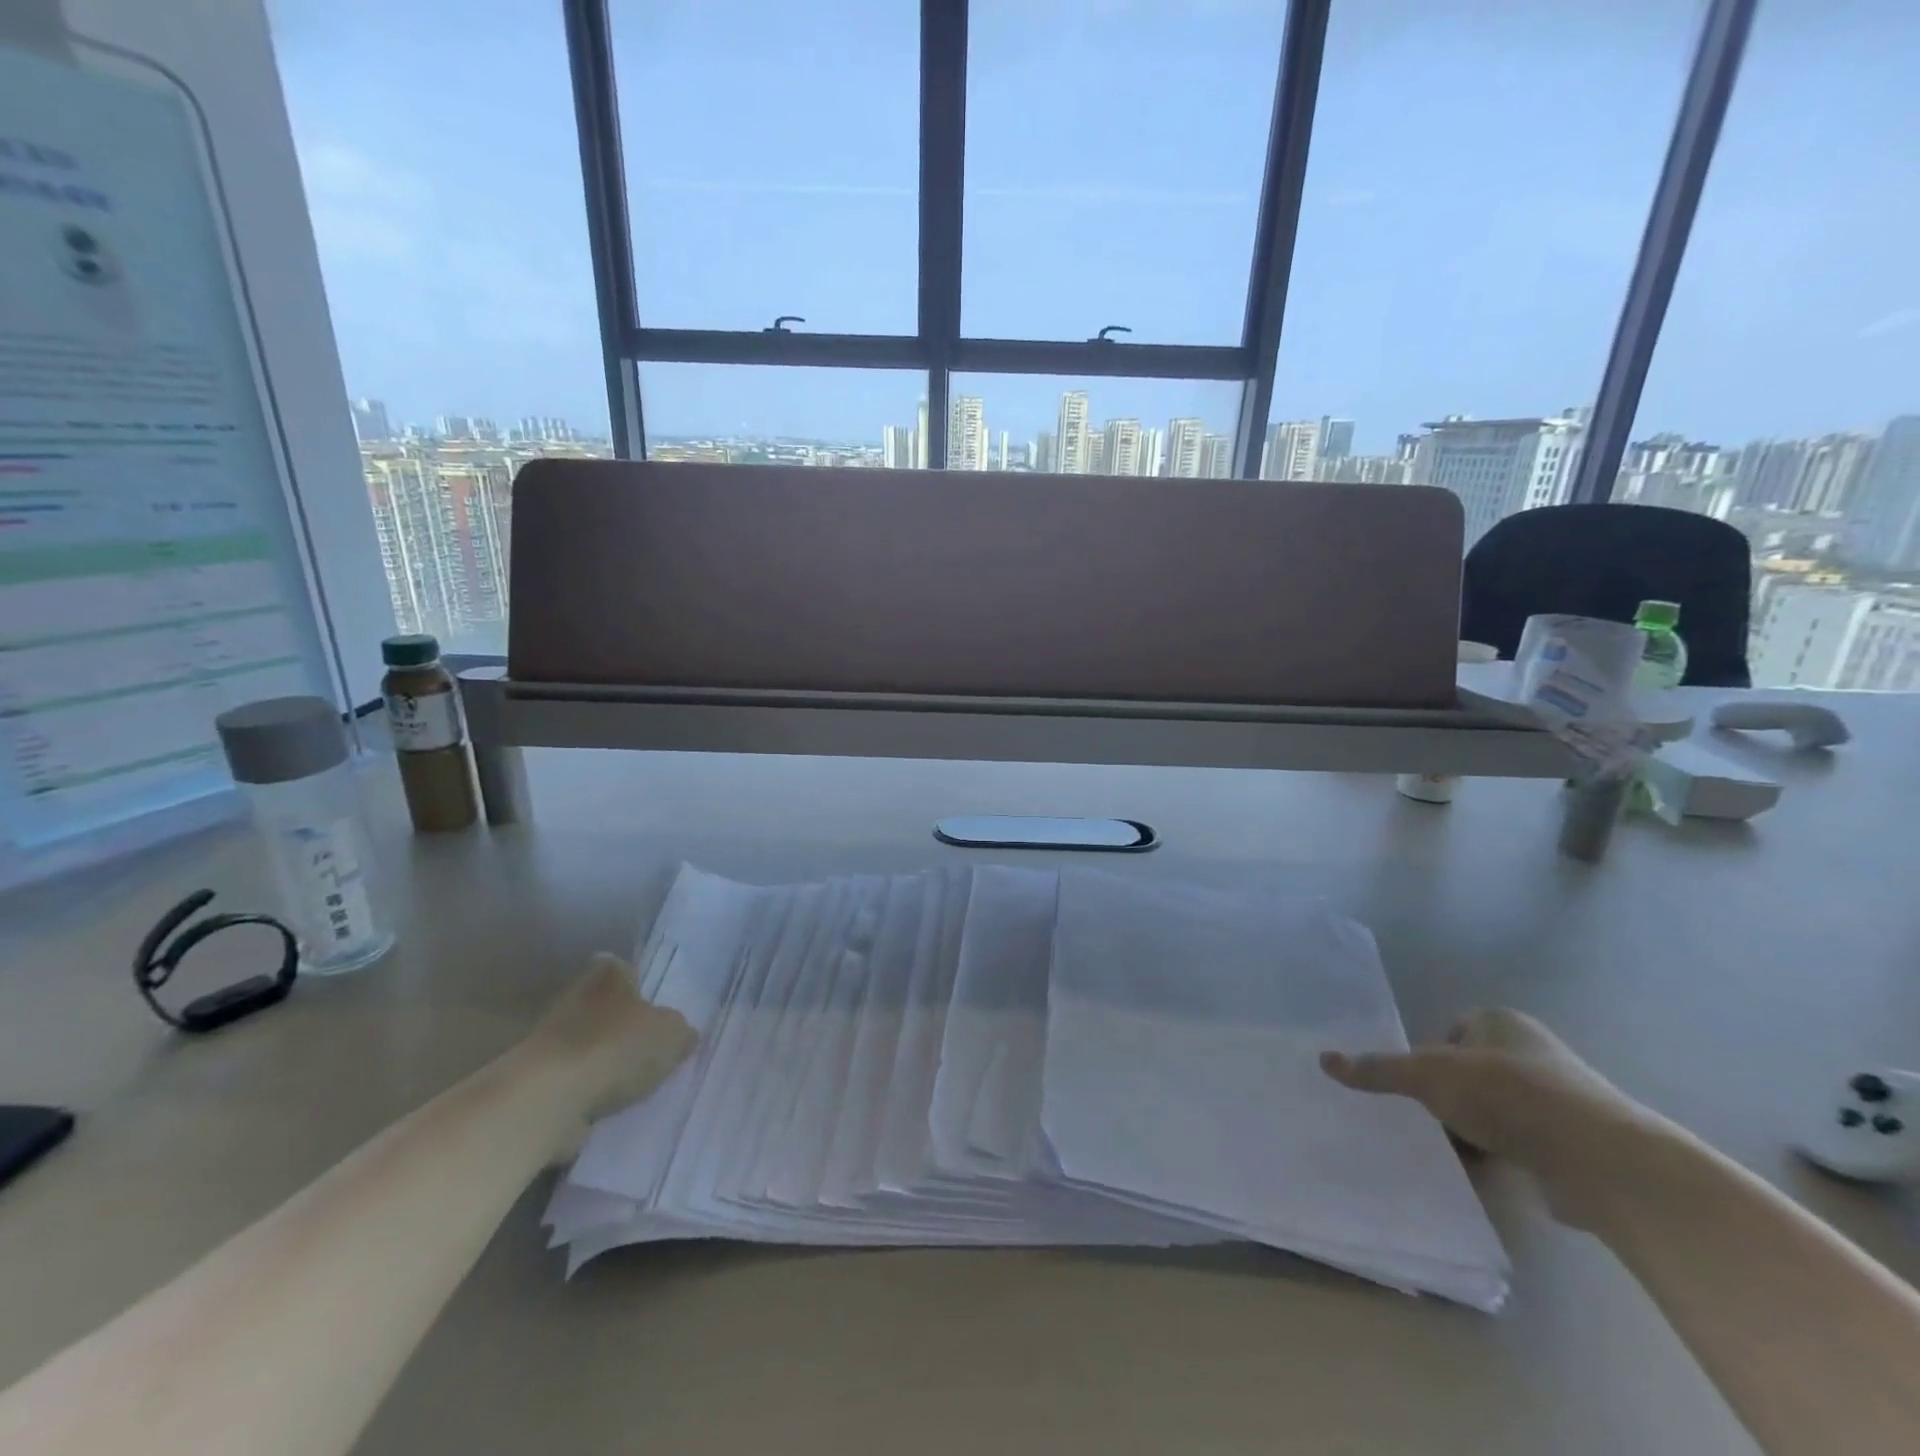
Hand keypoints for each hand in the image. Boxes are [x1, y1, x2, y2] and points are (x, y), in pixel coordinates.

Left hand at [521, 954, 696, 1126]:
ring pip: (587, 1044)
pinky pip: (572, 1080)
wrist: (550, 1098)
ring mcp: (550, 1039)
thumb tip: (682, 1035)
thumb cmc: (617, 1048)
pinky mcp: (536, 1078)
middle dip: (623, 1026)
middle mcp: (575, 997)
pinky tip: (608, 1106)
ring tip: (633, 1084)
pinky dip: (586, 1091)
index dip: (640, 985)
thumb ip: (681, 1031)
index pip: (624, 969)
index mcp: (608, 974)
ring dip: (604, 1061)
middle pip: (605, 1007)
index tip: (654, 1007)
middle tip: (650, 1047)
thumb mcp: (672, 1035)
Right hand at [1321, 1008, 1660, 1225]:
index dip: (1428, 1059)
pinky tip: (1483, 1175)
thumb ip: (1379, 1069)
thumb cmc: (1508, 1095)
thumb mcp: (1429, 1075)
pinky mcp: (1573, 1144)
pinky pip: (1521, 1145)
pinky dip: (1500, 1158)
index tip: (1418, 1088)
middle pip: (1468, 1073)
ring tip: (1451, 1152)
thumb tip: (1324, 1060)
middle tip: (1426, 1121)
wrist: (1601, 1161)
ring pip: (1493, 1112)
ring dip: (1472, 1131)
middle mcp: (1531, 1053)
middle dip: (1448, 1099)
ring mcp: (1558, 1100)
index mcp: (1500, 1022)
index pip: (1449, 1033)